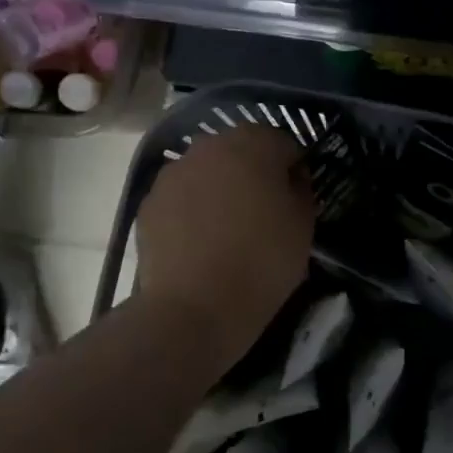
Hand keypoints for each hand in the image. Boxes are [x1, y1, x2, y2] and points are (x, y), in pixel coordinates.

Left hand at [134, 126, 314, 366]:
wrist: (193, 308)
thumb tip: (289, 179)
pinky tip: (201, 244)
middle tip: (264, 212)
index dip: (294, 169)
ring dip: (220, 189)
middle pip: (241, 151)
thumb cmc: (261, 262)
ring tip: (229, 230)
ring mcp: (173, 173)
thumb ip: (300, 189)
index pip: (284, 143)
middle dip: (254, 173)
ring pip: (207, 172)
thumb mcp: (303, 225)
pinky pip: (182, 197)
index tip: (296, 199)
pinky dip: (193, 210)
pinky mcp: (149, 203)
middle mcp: (209, 146)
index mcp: (253, 144)